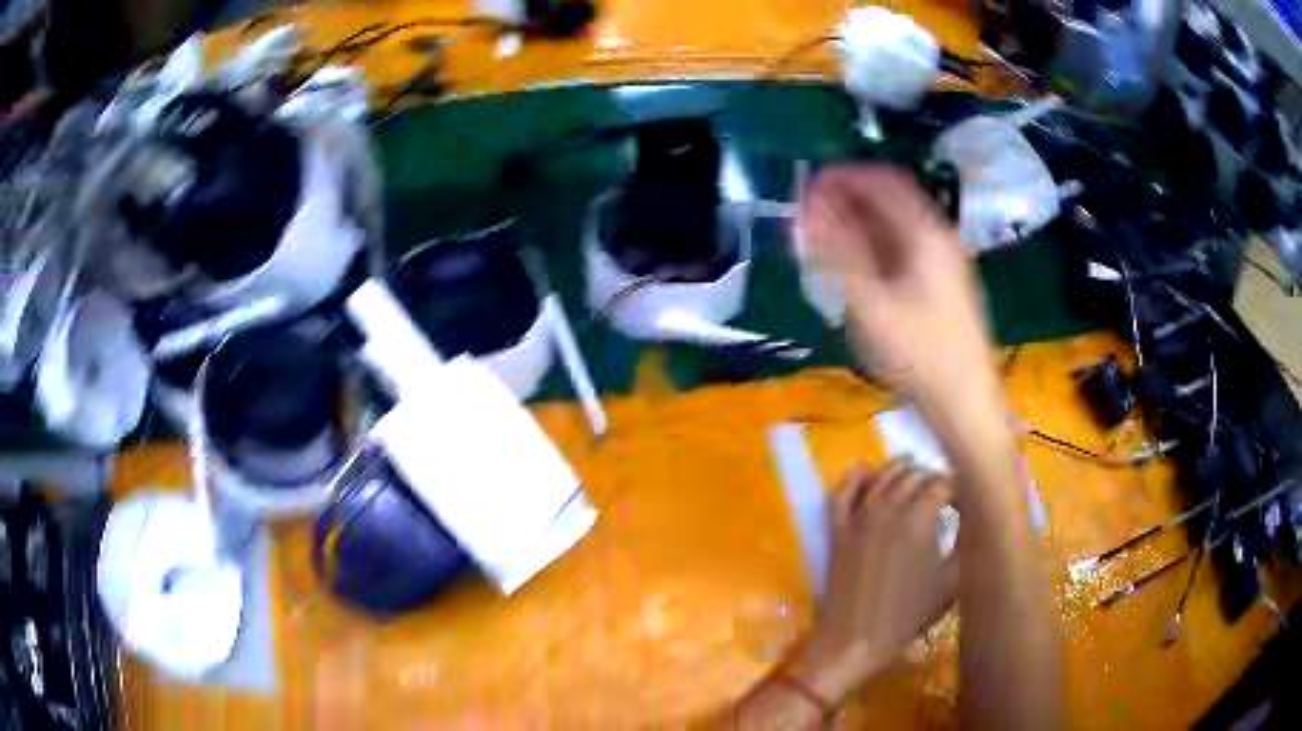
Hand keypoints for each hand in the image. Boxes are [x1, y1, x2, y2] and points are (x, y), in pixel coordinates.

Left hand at [792, 460, 957, 703]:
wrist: (854, 641)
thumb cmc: (907, 616)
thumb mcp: (951, 582)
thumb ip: (965, 542)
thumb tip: (975, 518)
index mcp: (919, 518)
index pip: (944, 483)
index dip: (960, 489)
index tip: (968, 502)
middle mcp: (889, 507)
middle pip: (915, 475)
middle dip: (935, 478)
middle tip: (947, 495)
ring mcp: (859, 517)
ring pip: (883, 475)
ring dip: (904, 471)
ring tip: (918, 479)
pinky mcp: (837, 529)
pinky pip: (843, 492)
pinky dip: (857, 478)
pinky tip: (869, 473)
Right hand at [800, 165, 991, 399]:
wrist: (966, 407)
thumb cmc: (920, 356)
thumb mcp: (871, 304)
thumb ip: (837, 252)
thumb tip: (807, 207)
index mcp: (926, 233)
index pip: (882, 180)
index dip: (843, 176)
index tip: (806, 185)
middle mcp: (939, 238)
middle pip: (890, 201)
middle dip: (847, 200)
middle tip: (808, 216)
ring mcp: (944, 263)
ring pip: (895, 228)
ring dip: (858, 226)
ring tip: (822, 242)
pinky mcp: (942, 287)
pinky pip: (902, 251)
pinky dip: (873, 250)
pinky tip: (853, 270)